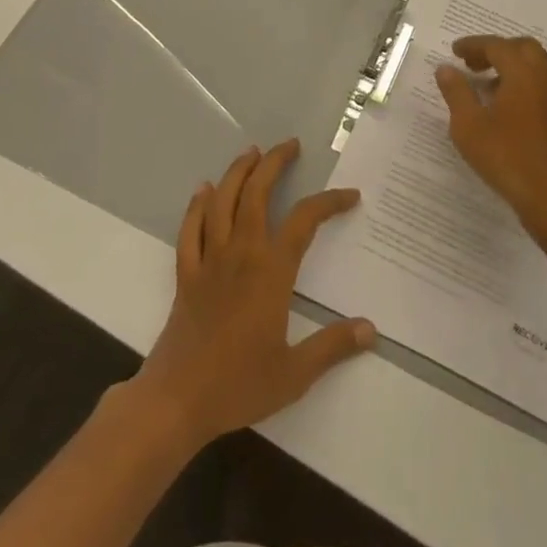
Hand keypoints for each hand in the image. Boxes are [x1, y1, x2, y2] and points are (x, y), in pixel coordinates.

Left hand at [129, 140, 375, 453]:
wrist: (176, 400)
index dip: (328, 201)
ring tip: (251, 152)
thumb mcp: (294, 373)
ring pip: (222, 201)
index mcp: (271, 271)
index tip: (350, 196)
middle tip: (290, 145)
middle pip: (257, 193)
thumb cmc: (238, 385)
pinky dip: (197, 205)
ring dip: (237, 172)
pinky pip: (190, 228)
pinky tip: (203, 190)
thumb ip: (333, 347)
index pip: (304, 220)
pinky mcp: (186, 273)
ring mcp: (209, 260)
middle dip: (274, 162)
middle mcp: (241, 253)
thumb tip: (370, 328)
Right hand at [436, 35, 546, 245]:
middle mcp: (546, 79)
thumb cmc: (507, 158)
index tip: (455, 51)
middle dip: (498, 50)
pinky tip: (517, 109)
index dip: (474, 45)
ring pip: (541, 67)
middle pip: (524, 49)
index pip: (497, 46)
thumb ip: (457, 92)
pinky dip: (531, 88)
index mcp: (522, 73)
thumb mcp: (469, 125)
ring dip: (518, 67)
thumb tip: (446, 68)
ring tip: (494, 84)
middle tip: (474, 64)